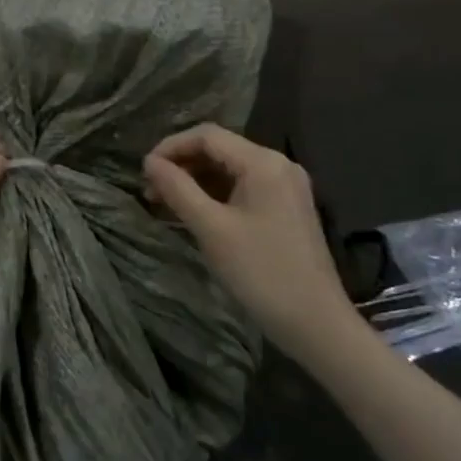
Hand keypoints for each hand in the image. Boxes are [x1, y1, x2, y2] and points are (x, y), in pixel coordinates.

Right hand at [143, 124, 355, 357]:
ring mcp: (285, 187)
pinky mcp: (285, 208)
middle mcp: (277, 165)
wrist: (316, 325)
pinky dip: (214, 195)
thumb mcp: (211, 229)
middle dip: (181, 165)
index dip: (171, 147)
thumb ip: (178, 189)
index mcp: (263, 162)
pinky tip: (192, 213)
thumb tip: (149, 162)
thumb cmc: (261, 272)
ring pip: (229, 170)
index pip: (207, 136)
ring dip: (195, 181)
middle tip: (150, 191)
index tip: (144, 171)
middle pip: (219, 150)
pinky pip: (242, 188)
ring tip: (164, 203)